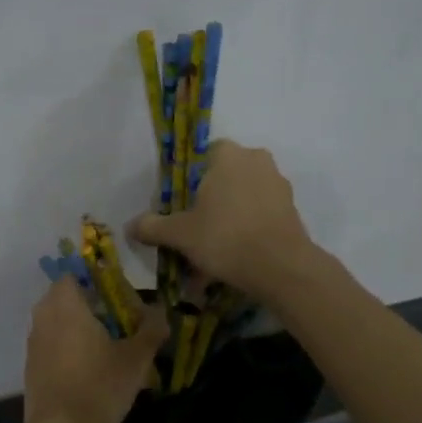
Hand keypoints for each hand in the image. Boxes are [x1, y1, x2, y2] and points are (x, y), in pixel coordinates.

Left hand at [23, 278, 167, 422]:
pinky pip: (52, 345)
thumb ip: (150, 330)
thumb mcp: (135, 359)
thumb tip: (162, 312)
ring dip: (80, 328)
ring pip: (58, 323)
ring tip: (109, 347)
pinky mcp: (31, 367)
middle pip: (66, 298)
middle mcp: (43, 317)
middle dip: (91, 305)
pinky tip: (90, 370)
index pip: (74, 274)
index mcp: (65, 304)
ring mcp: (33, 343)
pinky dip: (69, 349)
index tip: (119, 296)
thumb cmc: (98, 386)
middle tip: (119, 322)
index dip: (97, 280)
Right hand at [129, 140, 317, 302]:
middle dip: (209, 202)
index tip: (181, 207)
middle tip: (194, 230)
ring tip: (213, 253)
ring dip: (228, 219)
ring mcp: (278, 184)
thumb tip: (129, 226)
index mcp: (228, 155)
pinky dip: (247, 231)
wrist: (280, 267)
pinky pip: (260, 215)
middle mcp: (256, 160)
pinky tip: (234, 258)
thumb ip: (153, 227)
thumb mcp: (179, 234)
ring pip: (243, 199)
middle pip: (224, 178)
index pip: (202, 156)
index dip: (188, 181)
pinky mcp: (292, 209)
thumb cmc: (224, 237)